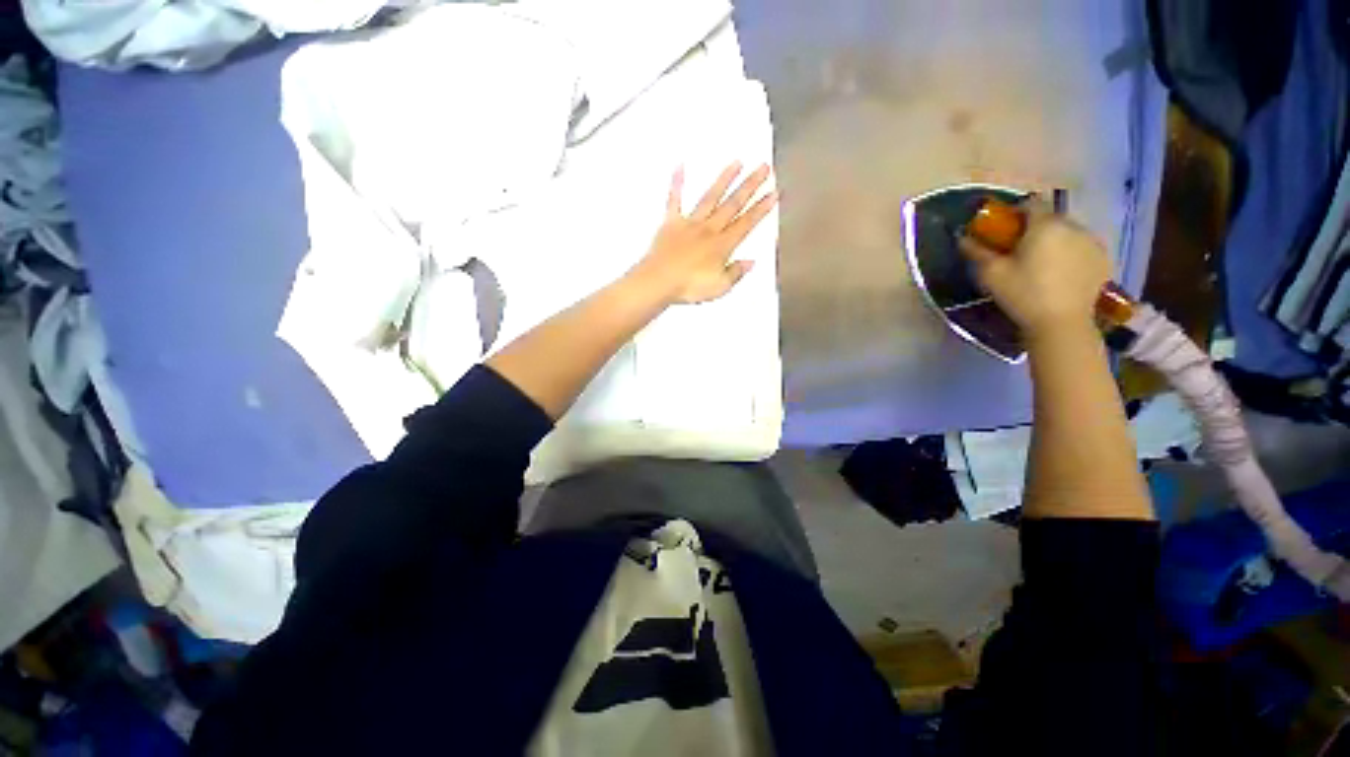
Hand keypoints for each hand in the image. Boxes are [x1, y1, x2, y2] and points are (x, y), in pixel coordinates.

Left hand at [627, 162, 778, 304]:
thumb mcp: (720, 287)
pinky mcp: (671, 224)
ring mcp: (690, 224)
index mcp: (722, 245)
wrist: (659, 282)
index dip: (761, 208)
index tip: (773, 193)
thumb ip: (736, 273)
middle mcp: (708, 230)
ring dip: (725, 180)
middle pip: (733, 204)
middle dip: (750, 186)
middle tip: (764, 168)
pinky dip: (677, 183)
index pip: (747, 223)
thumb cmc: (688, 286)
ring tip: (737, 163)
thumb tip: (750, 262)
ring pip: (710, 197)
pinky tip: (681, 167)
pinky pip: (674, 200)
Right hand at [958, 200, 1111, 338]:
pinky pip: (1082, 247)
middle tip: (1019, 251)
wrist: (1062, 323)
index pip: (1031, 202)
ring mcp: (1092, 242)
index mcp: (1045, 225)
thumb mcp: (991, 274)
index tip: (1005, 230)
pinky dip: (1070, 253)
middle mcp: (1073, 226)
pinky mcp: (1104, 259)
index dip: (1016, 212)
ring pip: (1068, 232)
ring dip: (1054, 241)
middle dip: (1035, 229)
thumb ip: (977, 251)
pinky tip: (1060, 274)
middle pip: (1051, 218)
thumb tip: (963, 237)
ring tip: (1042, 265)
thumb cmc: (1022, 294)